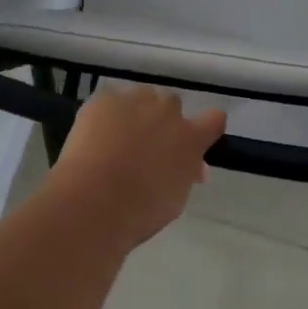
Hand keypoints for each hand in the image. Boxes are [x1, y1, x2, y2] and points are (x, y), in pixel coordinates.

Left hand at [45, 85, 225, 248]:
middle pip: (172, 104)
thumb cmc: (138, 212)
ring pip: (142, 97)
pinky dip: (106, 115)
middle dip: (163, 120)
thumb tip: (190, 166)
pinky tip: (94, 136)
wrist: (93, 201)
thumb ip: (185, 174)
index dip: (205, 127)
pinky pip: (110, 100)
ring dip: (136, 112)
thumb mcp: (175, 199)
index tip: (194, 141)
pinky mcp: (105, 98)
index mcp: (191, 139)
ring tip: (116, 138)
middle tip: (146, 146)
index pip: (214, 119)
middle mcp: (168, 112)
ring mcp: (135, 101)